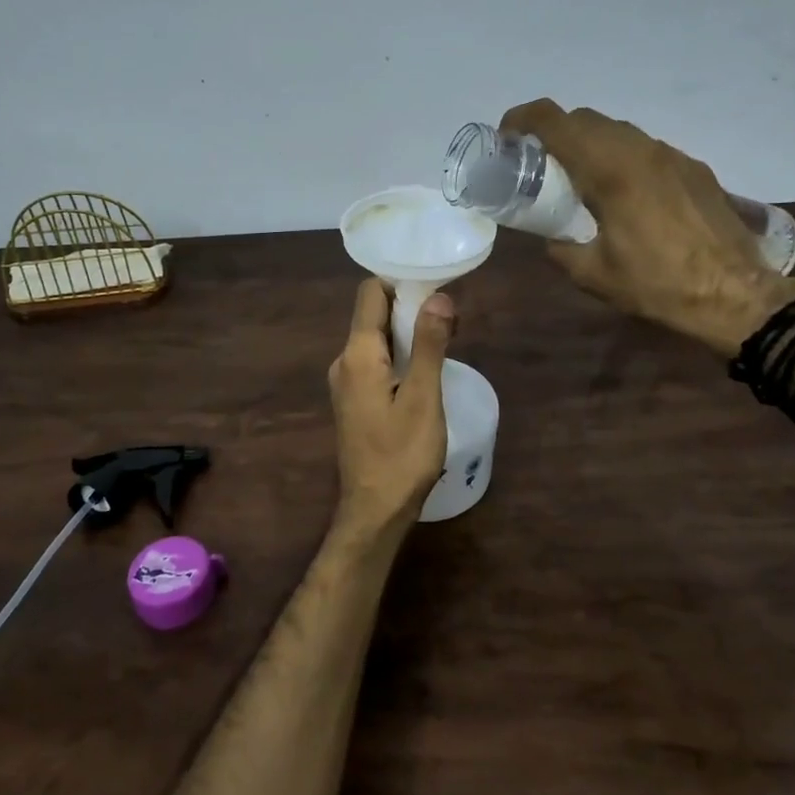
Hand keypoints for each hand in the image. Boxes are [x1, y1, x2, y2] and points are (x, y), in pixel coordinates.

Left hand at [328, 279, 456, 542]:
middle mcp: (344, 361)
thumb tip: (439, 297)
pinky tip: (424, 372)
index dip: (402, 284)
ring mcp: (346, 382)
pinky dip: (399, 356)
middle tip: (450, 321)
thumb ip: (430, 344)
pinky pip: (375, 362)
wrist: (374, 511)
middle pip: (373, 314)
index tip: (436, 290)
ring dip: (407, 334)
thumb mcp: (424, 398)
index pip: (371, 293)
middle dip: (410, 308)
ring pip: (376, 339)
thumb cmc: (402, 455)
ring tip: (445, 344)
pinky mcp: (354, 400)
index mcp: (357, 354)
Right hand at [500, 99, 794, 355]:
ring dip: (589, 143)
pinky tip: (624, 196)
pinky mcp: (693, 168)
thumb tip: (550, 237)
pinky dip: (621, 158)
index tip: (507, 138)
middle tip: (539, 164)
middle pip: (584, 118)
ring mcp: (671, 156)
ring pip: (617, 130)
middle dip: (554, 132)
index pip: (555, 120)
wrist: (735, 295)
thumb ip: (560, 247)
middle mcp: (639, 150)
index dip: (522, 119)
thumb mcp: (592, 274)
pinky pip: (644, 149)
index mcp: (609, 171)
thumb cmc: (657, 285)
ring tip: (580, 181)